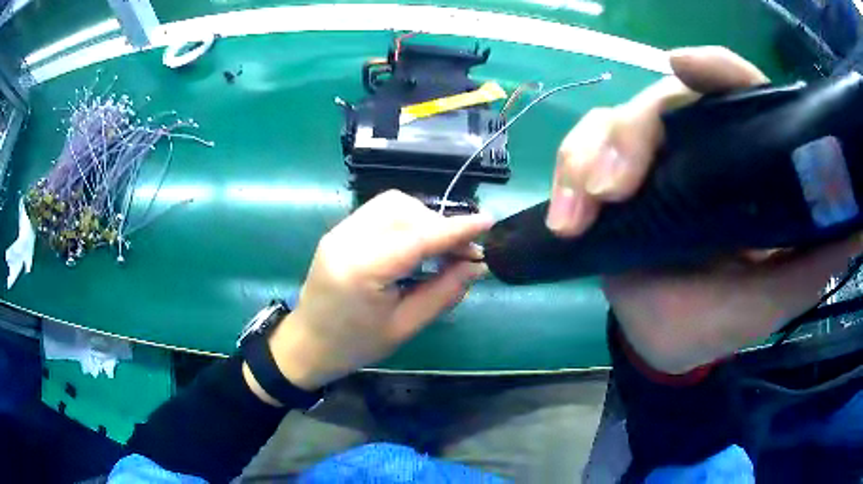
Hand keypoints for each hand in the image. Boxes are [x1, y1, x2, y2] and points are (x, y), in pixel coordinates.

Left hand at [265, 190, 490, 390]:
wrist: (307, 344)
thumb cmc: (355, 345)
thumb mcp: (405, 326)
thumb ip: (443, 292)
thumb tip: (477, 266)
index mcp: (361, 269)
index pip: (417, 238)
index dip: (456, 229)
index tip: (488, 223)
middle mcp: (347, 239)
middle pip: (404, 211)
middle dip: (440, 225)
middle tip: (464, 253)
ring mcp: (339, 231)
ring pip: (392, 204)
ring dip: (424, 219)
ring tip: (442, 248)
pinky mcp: (339, 230)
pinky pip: (380, 212)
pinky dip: (407, 220)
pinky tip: (417, 244)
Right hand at [547, 46, 861, 373]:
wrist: (664, 344)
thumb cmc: (722, 323)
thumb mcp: (774, 298)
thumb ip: (814, 262)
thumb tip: (858, 224)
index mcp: (745, 166)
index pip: (736, 94)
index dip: (714, 71)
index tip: (684, 66)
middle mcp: (699, 151)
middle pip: (661, 103)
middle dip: (632, 134)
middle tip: (615, 188)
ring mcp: (652, 165)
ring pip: (611, 126)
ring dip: (588, 159)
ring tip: (582, 210)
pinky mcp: (612, 184)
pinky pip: (579, 159)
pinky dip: (566, 182)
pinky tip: (564, 222)